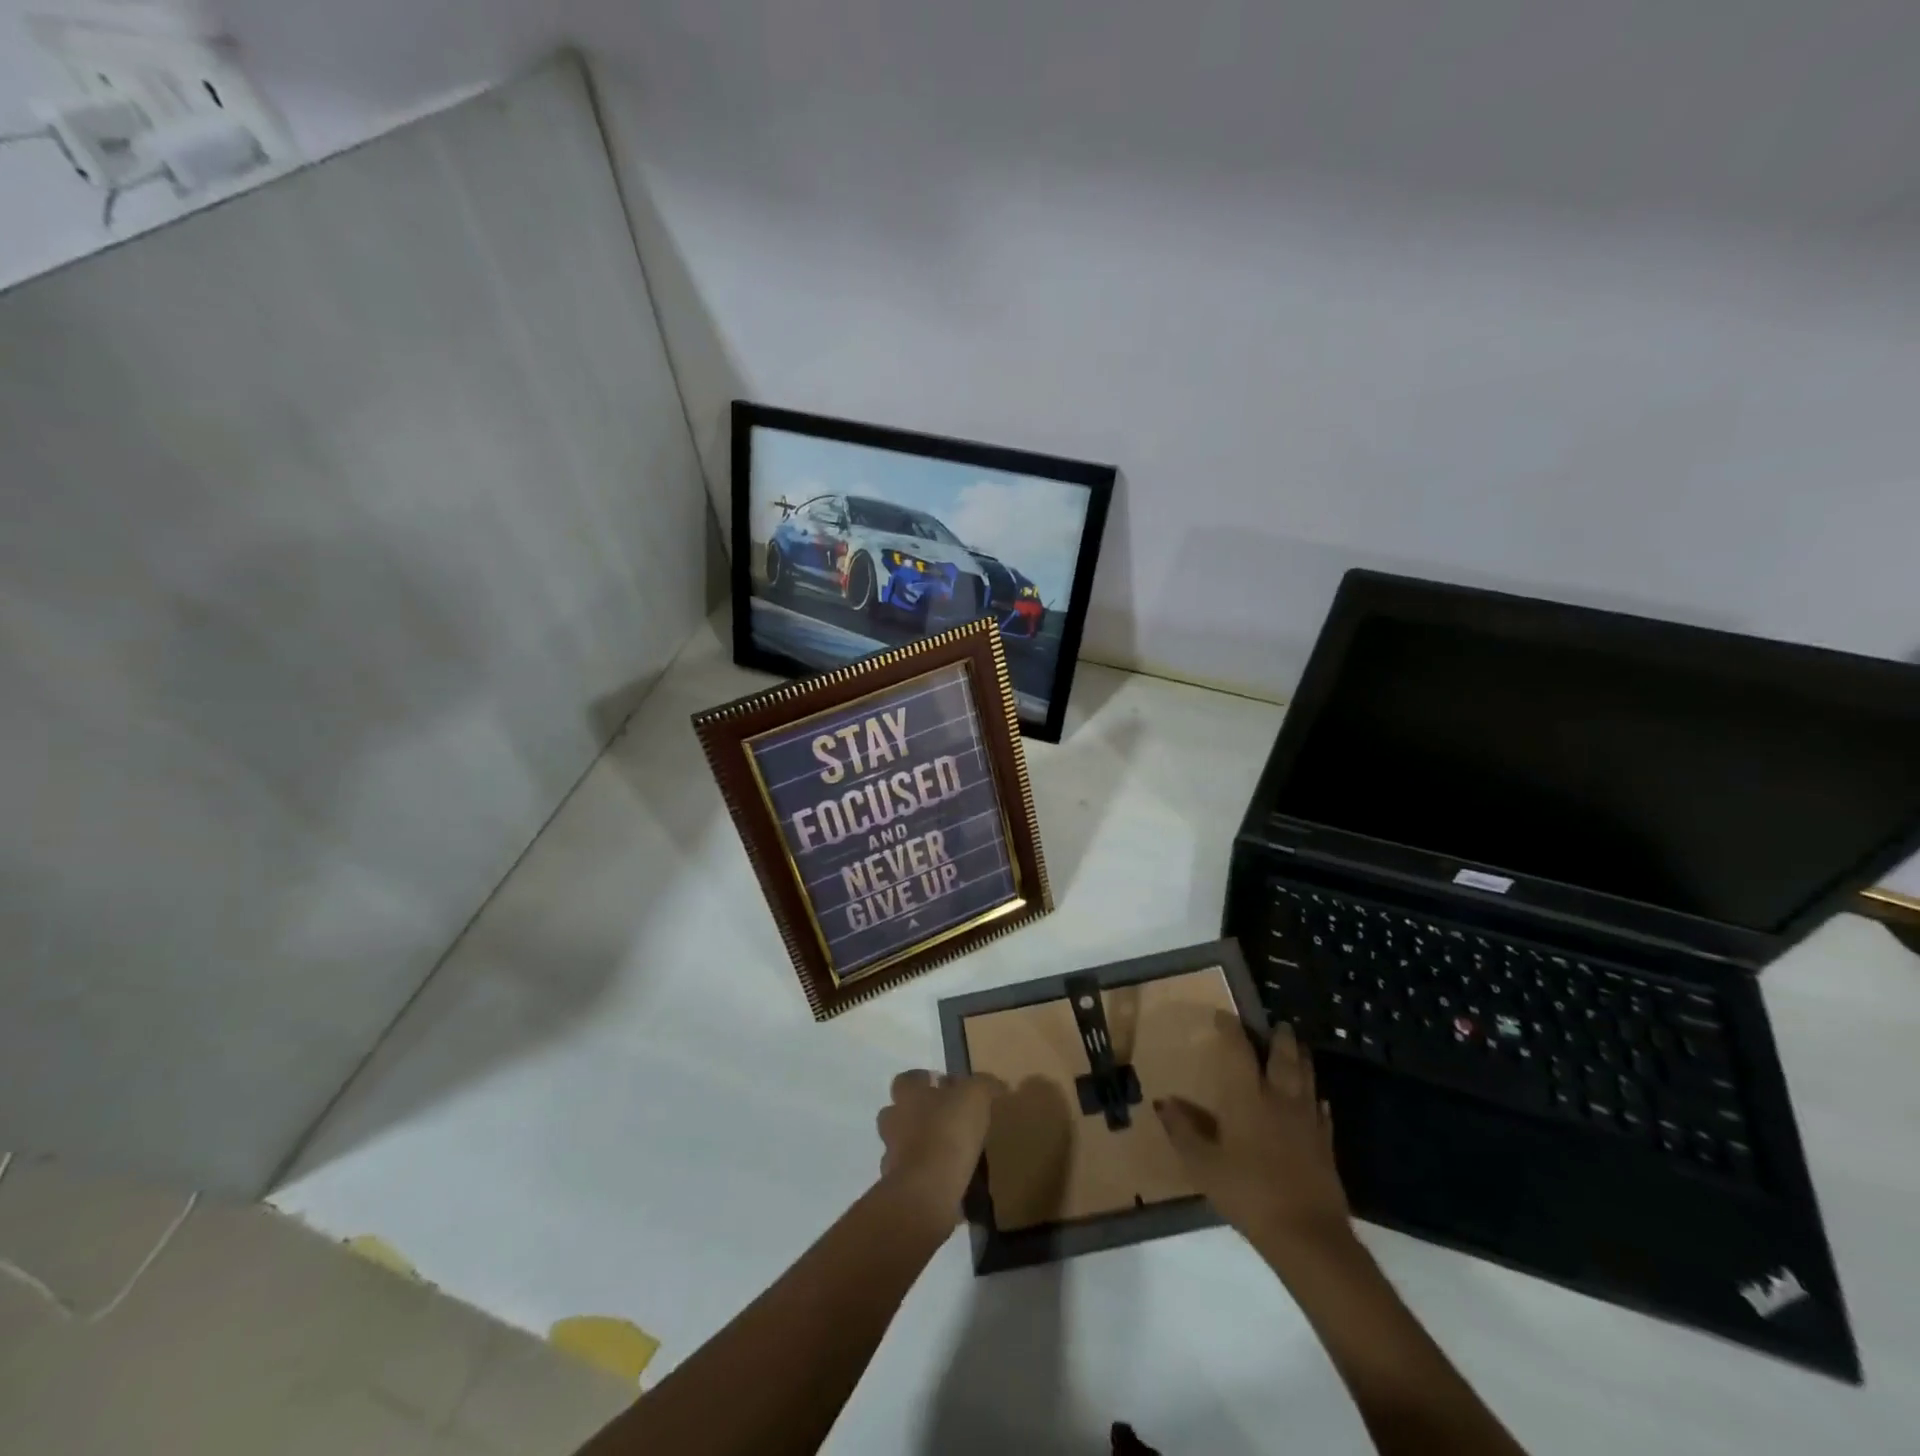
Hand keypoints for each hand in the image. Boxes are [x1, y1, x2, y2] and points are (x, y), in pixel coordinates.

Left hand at [875, 1069, 1002, 1225]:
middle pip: (898, 1112)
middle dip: (917, 1114)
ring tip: (950, 1153)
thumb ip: (984, 1085)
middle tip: (946, 1119)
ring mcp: (892, 1156)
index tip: (942, 1086)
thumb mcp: (975, 1096)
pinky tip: (949, 1181)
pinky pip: (912, 1176)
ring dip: (920, 1146)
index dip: (923, 1080)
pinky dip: (927, 1176)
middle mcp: (894, 1121)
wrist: (927, 1190)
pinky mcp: (899, 1188)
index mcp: (908, 1095)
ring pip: (902, 1145)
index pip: (906, 1079)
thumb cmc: (948, 1131)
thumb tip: (995, 1084)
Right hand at [1154, 1015, 1351, 1255]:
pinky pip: (1321, 1112)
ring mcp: (1307, 1122)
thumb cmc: (1248, 1192)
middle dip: (1280, 1038)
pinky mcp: (1325, 1145)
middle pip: (1284, 1058)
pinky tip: (1317, 1100)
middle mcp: (1280, 1100)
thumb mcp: (1203, 1164)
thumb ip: (1183, 1131)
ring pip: (1307, 1079)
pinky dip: (1316, 1099)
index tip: (1224, 1015)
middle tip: (1279, 1024)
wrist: (1307, 1235)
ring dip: (1302, 1060)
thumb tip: (1164, 1102)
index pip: (1239, 1051)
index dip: (1232, 1029)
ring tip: (1298, 1048)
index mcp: (1248, 1097)